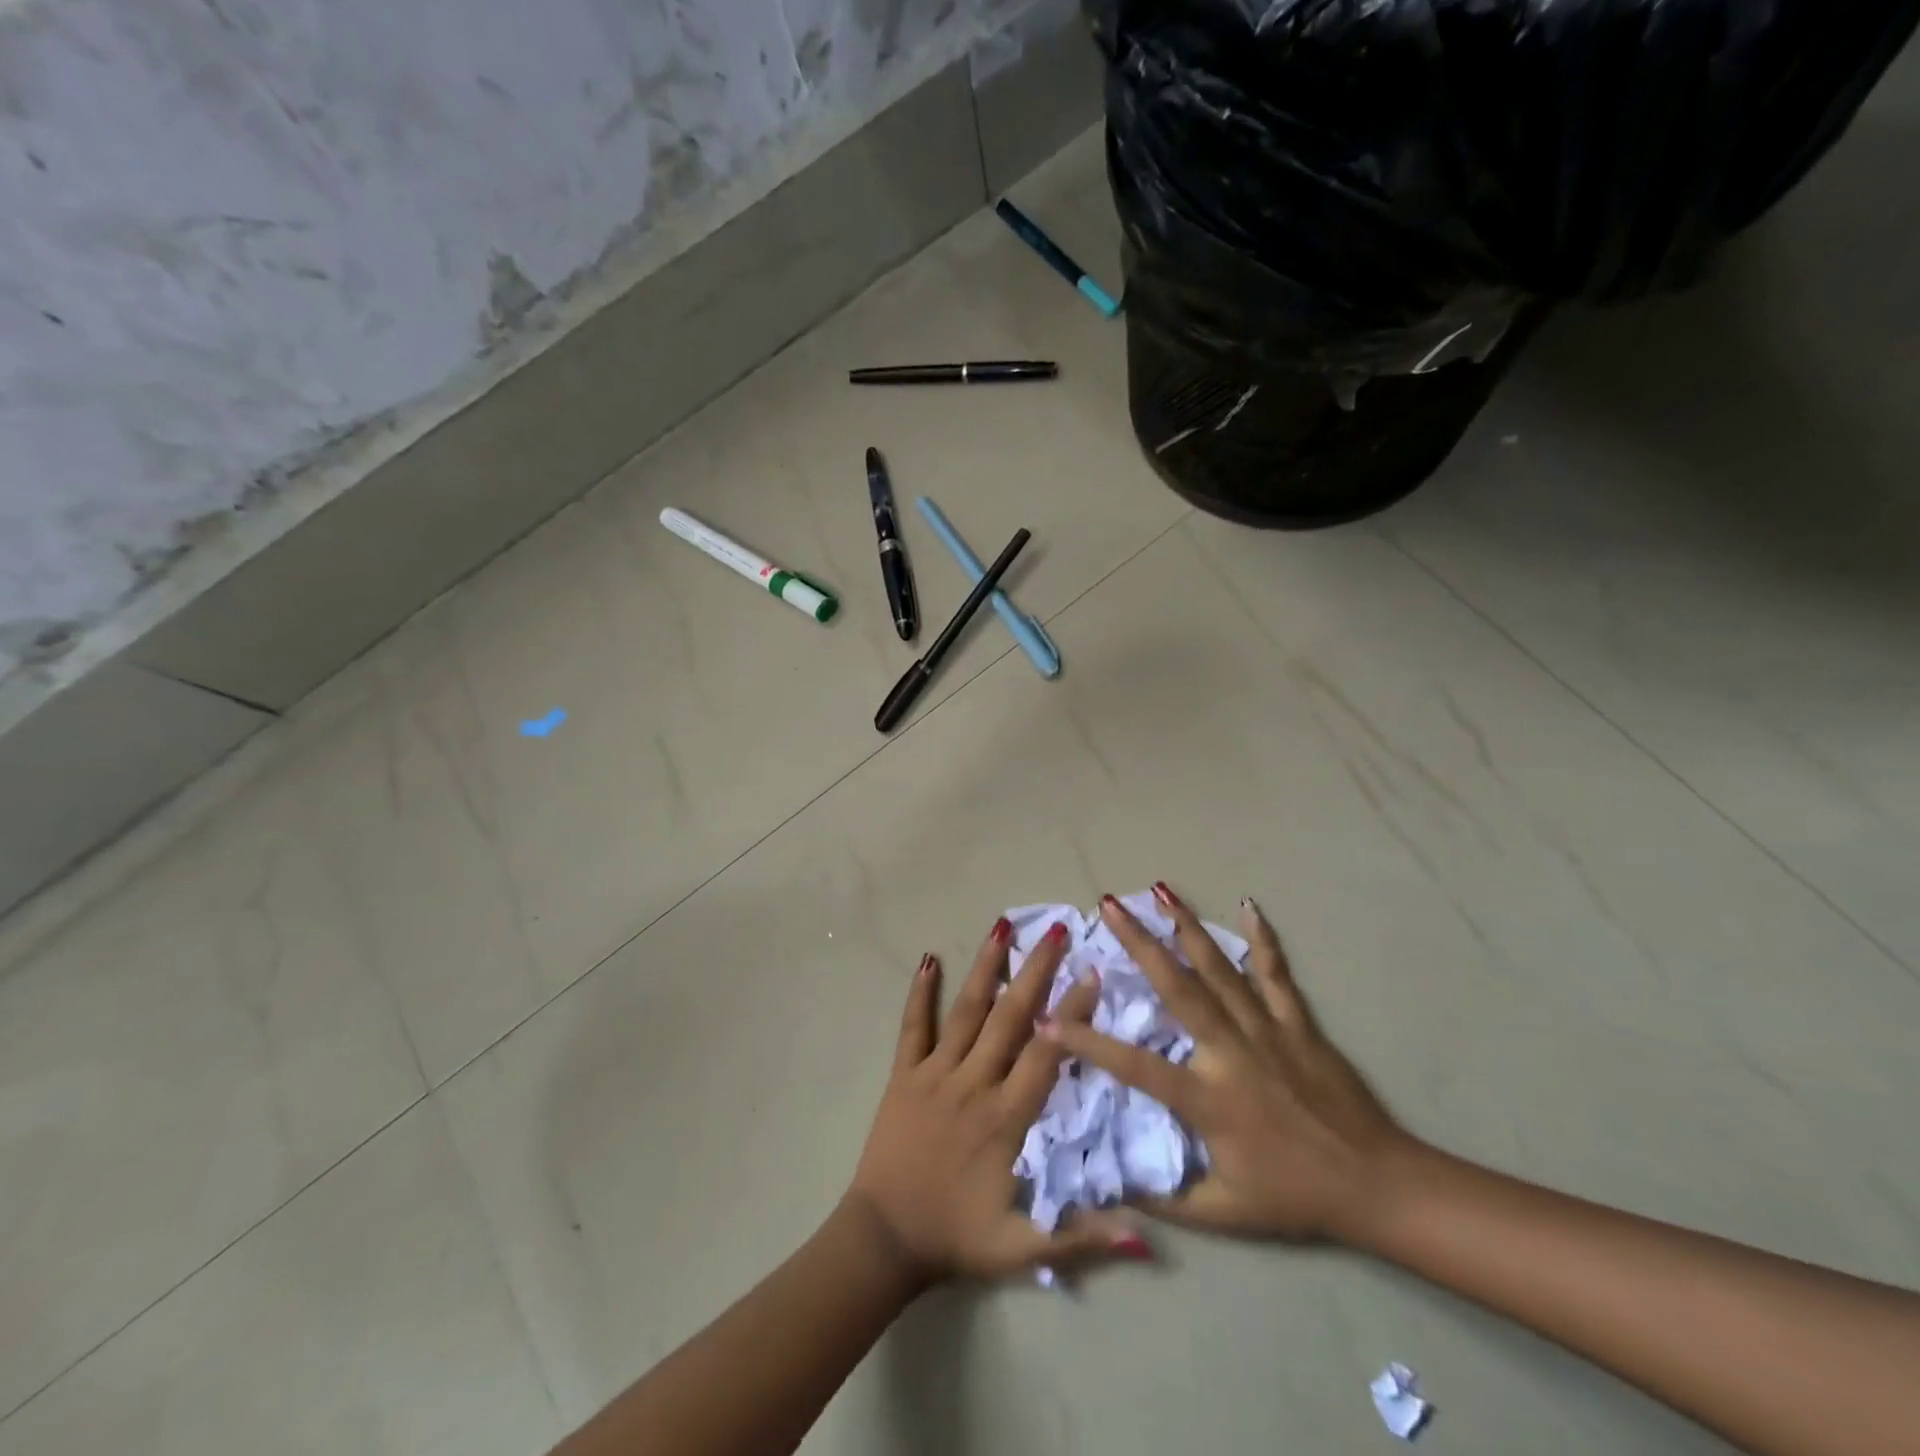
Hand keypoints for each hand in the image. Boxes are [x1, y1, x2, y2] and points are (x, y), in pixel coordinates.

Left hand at [844, 917, 1150, 1285]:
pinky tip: (927, 959)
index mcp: (1006, 1116)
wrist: (883, 1239)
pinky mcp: (903, 1074)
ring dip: (985, 967)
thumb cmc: (957, 1237)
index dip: (1071, 1013)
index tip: (1092, 974)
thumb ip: (1082, 1239)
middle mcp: (973, 1082)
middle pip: (1010, 1017)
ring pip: (965, 1011)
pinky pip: (912, 1026)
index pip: (1046, 1053)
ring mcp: (934, 1073)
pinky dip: (920, 993)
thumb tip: (1145, 1241)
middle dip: (1036, 971)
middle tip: (1056, 930)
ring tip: (1002, 926)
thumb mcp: (1023, 1250)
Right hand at [1040, 886, 1414, 1243]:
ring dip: (1186, 927)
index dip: (1087, 1042)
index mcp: (1207, 1099)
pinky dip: (1261, 938)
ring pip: (1220, 969)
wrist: (1378, 1186)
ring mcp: (1266, 1030)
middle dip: (1139, 943)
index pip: (1134, 1065)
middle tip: (1109, 906)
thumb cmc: (1296, 1197)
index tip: (1048, 1018)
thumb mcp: (1226, 1214)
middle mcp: (1231, 1052)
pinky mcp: (1298, 1023)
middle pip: (1177, 988)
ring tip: (1160, 891)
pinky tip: (1247, 905)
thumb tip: (1114, 1192)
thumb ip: (1167, 1202)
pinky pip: (1276, 973)